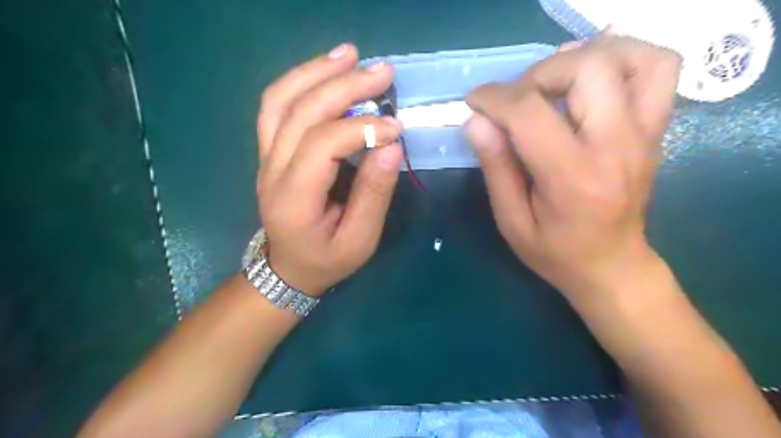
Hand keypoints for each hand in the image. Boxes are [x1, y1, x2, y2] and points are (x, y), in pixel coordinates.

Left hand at [256, 45, 401, 295]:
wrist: (288, 268)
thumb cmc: (327, 259)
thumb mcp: (360, 240)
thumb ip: (374, 194)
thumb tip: (391, 146)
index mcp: (294, 198)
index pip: (323, 145)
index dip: (361, 128)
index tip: (396, 126)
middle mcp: (272, 171)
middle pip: (301, 112)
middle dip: (343, 86)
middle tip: (382, 72)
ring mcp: (265, 157)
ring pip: (281, 100)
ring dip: (316, 72)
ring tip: (350, 55)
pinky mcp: (269, 150)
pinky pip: (276, 105)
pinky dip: (300, 80)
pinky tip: (325, 70)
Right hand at [466, 36, 680, 298]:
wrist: (612, 266)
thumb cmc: (555, 253)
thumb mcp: (511, 221)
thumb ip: (495, 168)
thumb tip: (475, 121)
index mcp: (572, 178)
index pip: (531, 112)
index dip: (495, 98)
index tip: (475, 102)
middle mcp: (617, 147)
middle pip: (588, 69)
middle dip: (538, 74)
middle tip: (515, 99)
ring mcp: (644, 135)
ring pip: (633, 57)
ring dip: (585, 57)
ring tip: (553, 81)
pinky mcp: (654, 130)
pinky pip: (657, 70)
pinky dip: (623, 58)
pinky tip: (590, 77)